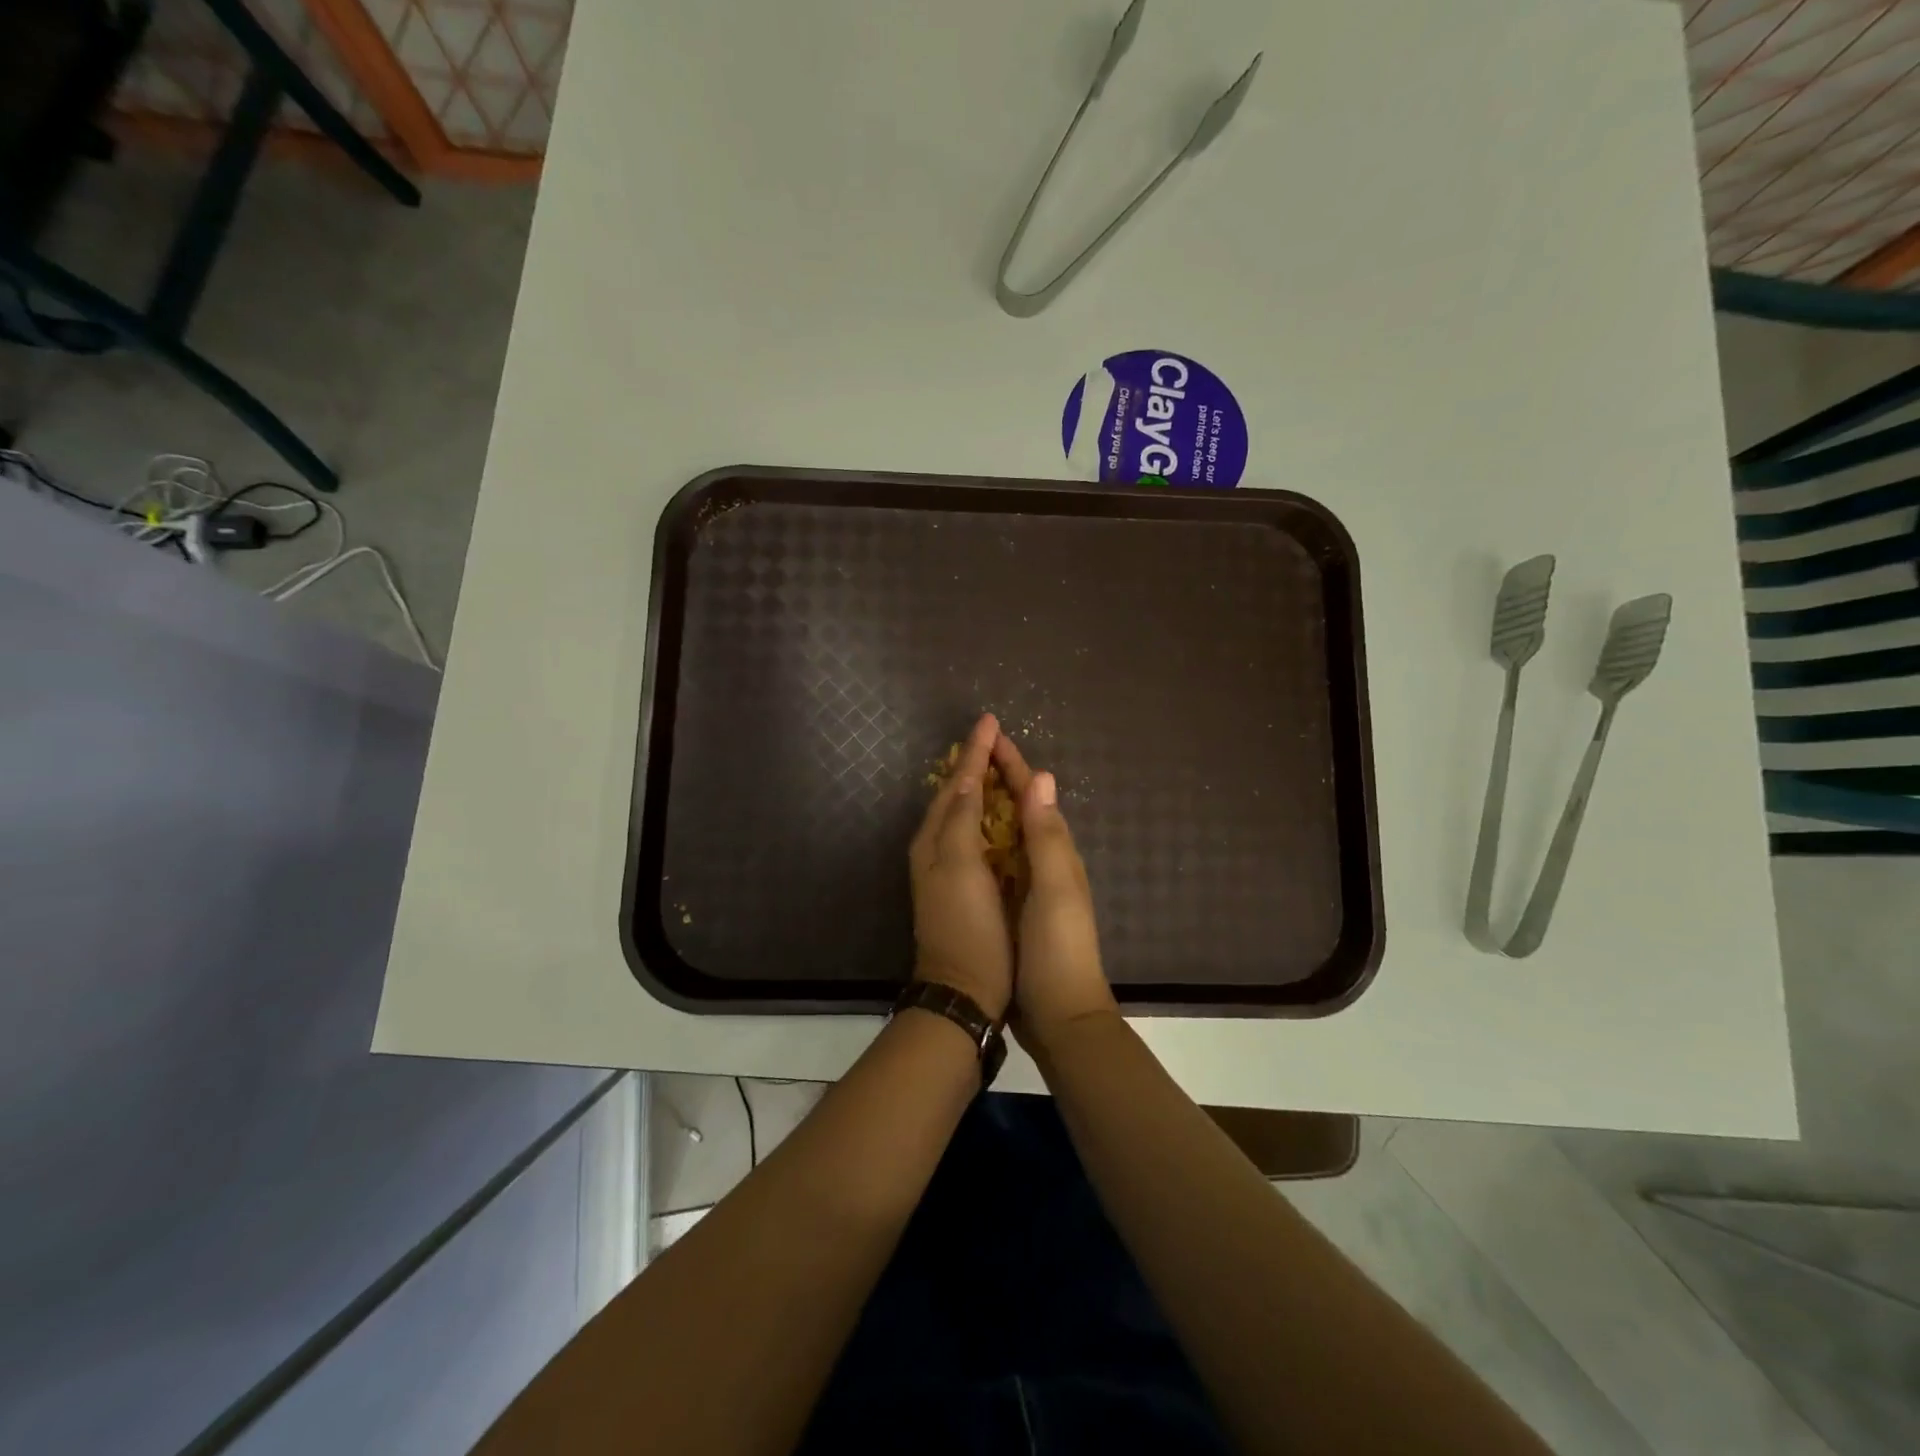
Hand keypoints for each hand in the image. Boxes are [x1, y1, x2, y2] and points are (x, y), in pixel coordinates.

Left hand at [908, 713, 1013, 1020]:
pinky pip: (974, 836)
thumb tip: (966, 778)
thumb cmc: (967, 926)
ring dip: (979, 787)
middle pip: (955, 795)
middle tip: (995, 738)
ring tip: (998, 764)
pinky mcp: (965, 885)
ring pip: (964, 814)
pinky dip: (987, 816)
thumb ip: (961, 820)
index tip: (989, 721)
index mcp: (935, 839)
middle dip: (974, 765)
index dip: (973, 752)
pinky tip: (1002, 814)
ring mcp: (949, 868)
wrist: (963, 990)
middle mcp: (937, 848)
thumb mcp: (960, 867)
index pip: (956, 784)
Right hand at [990, 732, 1117, 1049]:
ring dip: (991, 805)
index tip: (990, 734)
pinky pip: (999, 860)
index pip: (1033, 795)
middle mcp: (1046, 861)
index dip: (1012, 764)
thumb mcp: (1055, 889)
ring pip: (1009, 832)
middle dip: (1000, 777)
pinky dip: (984, 841)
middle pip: (1022, 808)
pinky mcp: (1016, 906)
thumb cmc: (1058, 949)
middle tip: (971, 752)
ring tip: (964, 785)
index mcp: (1057, 852)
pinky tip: (967, 842)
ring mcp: (1031, 885)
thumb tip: (1042, 776)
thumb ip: (1048, 836)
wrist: (1060, 1014)